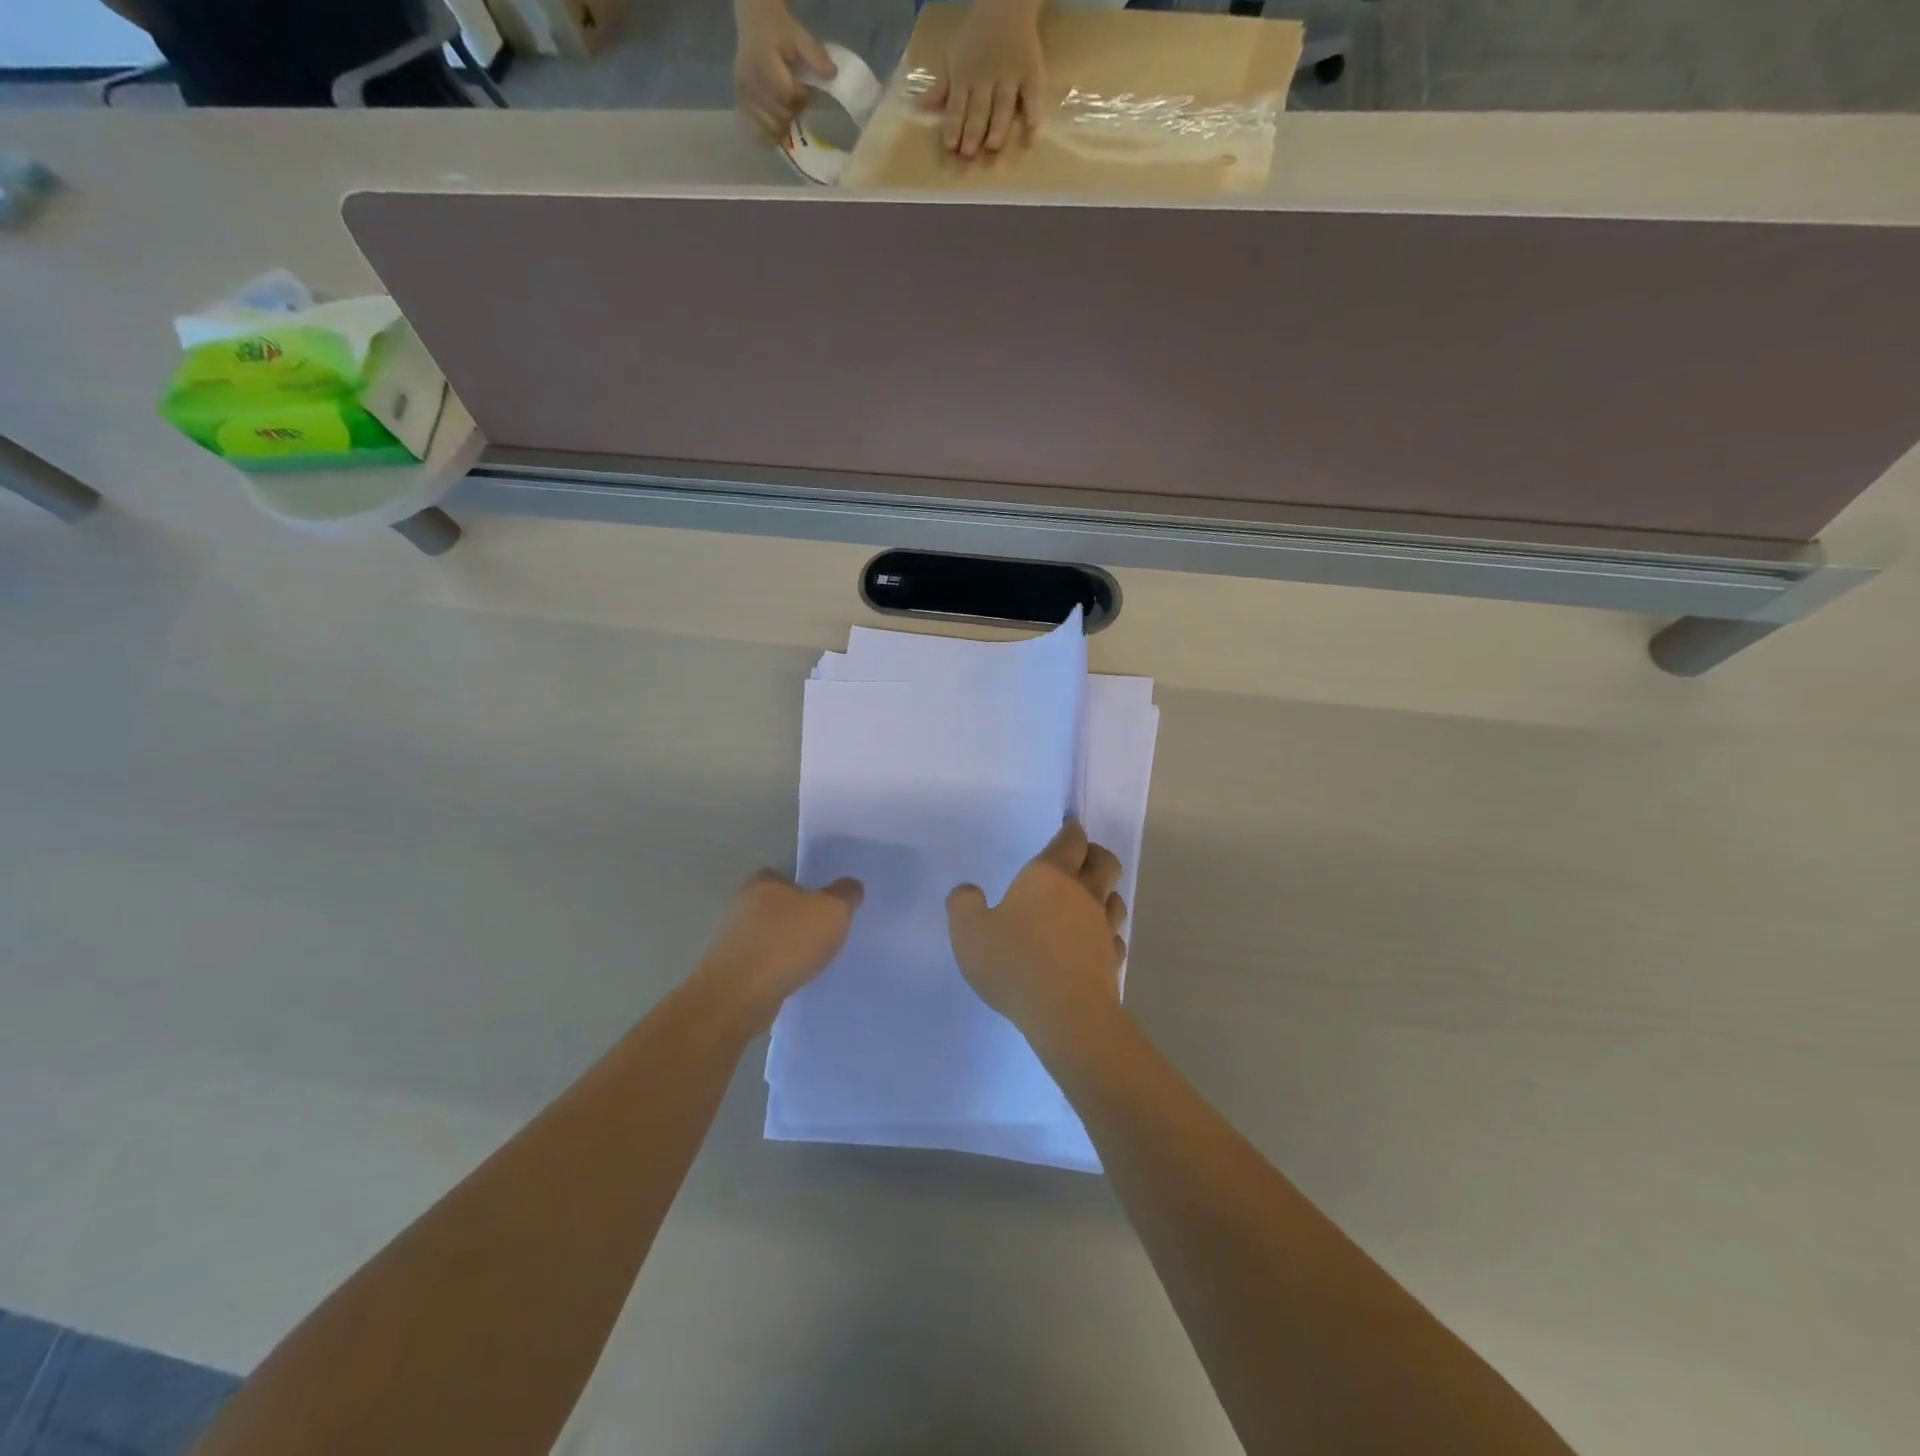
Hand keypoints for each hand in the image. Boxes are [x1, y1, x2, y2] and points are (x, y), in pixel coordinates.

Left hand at [698, 869, 862, 1026]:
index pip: (783, 876)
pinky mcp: (730, 971)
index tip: (821, 904)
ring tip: (811, 960)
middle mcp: (743, 906)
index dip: (803, 887)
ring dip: (784, 946)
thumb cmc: (787, 942)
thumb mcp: (832, 910)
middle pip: (775, 906)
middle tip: (822, 932)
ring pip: (767, 936)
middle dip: (795, 918)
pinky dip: (775, 969)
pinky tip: (792, 979)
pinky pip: (760, 963)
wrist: (740, 995)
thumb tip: (850, 886)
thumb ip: (846, 894)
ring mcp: (732, 940)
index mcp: (764, 883)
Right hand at [733, 0, 834, 142]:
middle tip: (797, 101)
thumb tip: (832, 74)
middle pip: (779, 116)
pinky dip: (769, 135)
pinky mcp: (741, 105)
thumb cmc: (778, 29)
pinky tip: (778, 129)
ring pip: (769, 128)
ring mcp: (743, 96)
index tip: (805, 91)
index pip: (786, 96)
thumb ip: (815, 54)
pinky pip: (756, 131)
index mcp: (762, 62)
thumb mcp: (798, 34)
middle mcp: (749, 81)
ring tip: (787, 111)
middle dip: (793, 113)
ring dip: (783, 127)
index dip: (801, 99)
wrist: (754, 22)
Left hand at [922, 0, 1045, 158]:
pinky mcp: (1031, 74)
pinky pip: (1033, 96)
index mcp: (965, 76)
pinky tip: (1031, 133)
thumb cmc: (975, 39)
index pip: (957, 105)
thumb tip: (921, 108)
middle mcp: (986, 79)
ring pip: (1003, 106)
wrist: (1006, 5)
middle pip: (979, 109)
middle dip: (973, 131)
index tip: (950, 146)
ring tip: (992, 147)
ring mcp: (1010, 77)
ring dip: (997, 127)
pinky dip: (1033, 113)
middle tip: (968, 153)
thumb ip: (941, 88)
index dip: (953, 126)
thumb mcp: (953, 58)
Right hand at [947, 821, 1126, 1043]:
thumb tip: (967, 891)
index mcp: (1050, 876)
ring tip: (1090, 899)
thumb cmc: (1015, 962)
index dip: (1071, 831)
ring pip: (1115, 898)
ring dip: (1106, 893)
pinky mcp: (1112, 961)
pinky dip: (1107, 935)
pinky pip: (1115, 938)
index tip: (1069, 827)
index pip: (1070, 841)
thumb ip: (963, 905)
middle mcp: (1083, 894)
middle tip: (1081, 858)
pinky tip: (1094, 944)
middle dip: (1096, 854)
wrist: (1066, 1014)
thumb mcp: (969, 932)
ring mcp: (1102, 928)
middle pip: (1104, 862)